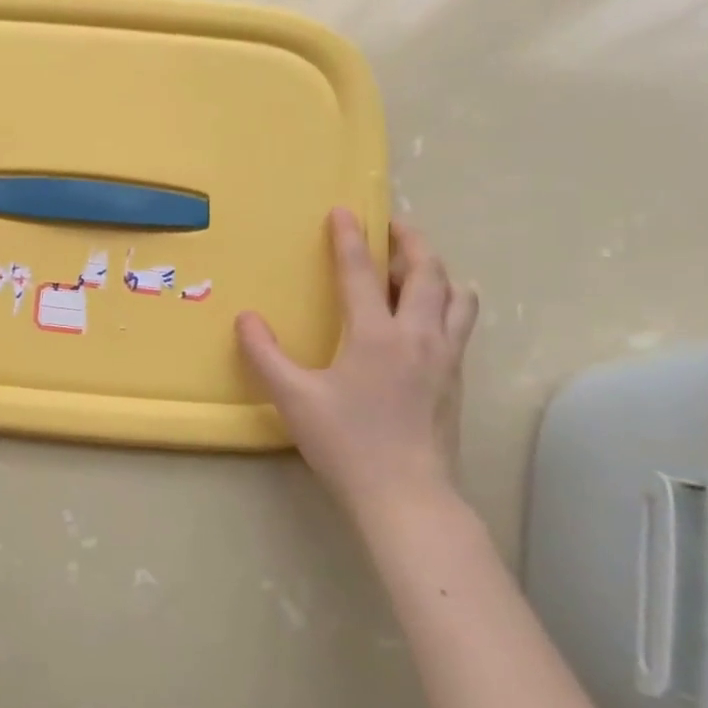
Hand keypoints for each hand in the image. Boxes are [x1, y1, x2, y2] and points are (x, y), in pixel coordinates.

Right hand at [235, 209, 477, 523]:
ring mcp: (444, 358)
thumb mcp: (293, 398)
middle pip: (427, 274)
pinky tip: (435, 316)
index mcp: (376, 335)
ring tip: (422, 267)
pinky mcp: (455, 381)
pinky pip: (462, 325)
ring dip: (439, 272)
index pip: (361, 273)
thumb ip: (265, 355)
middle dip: (412, 243)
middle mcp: (418, 336)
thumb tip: (246, 319)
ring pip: (456, 298)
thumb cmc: (347, 443)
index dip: (350, 238)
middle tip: (396, 227)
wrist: (408, 497)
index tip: (344, 211)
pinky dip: (451, 304)